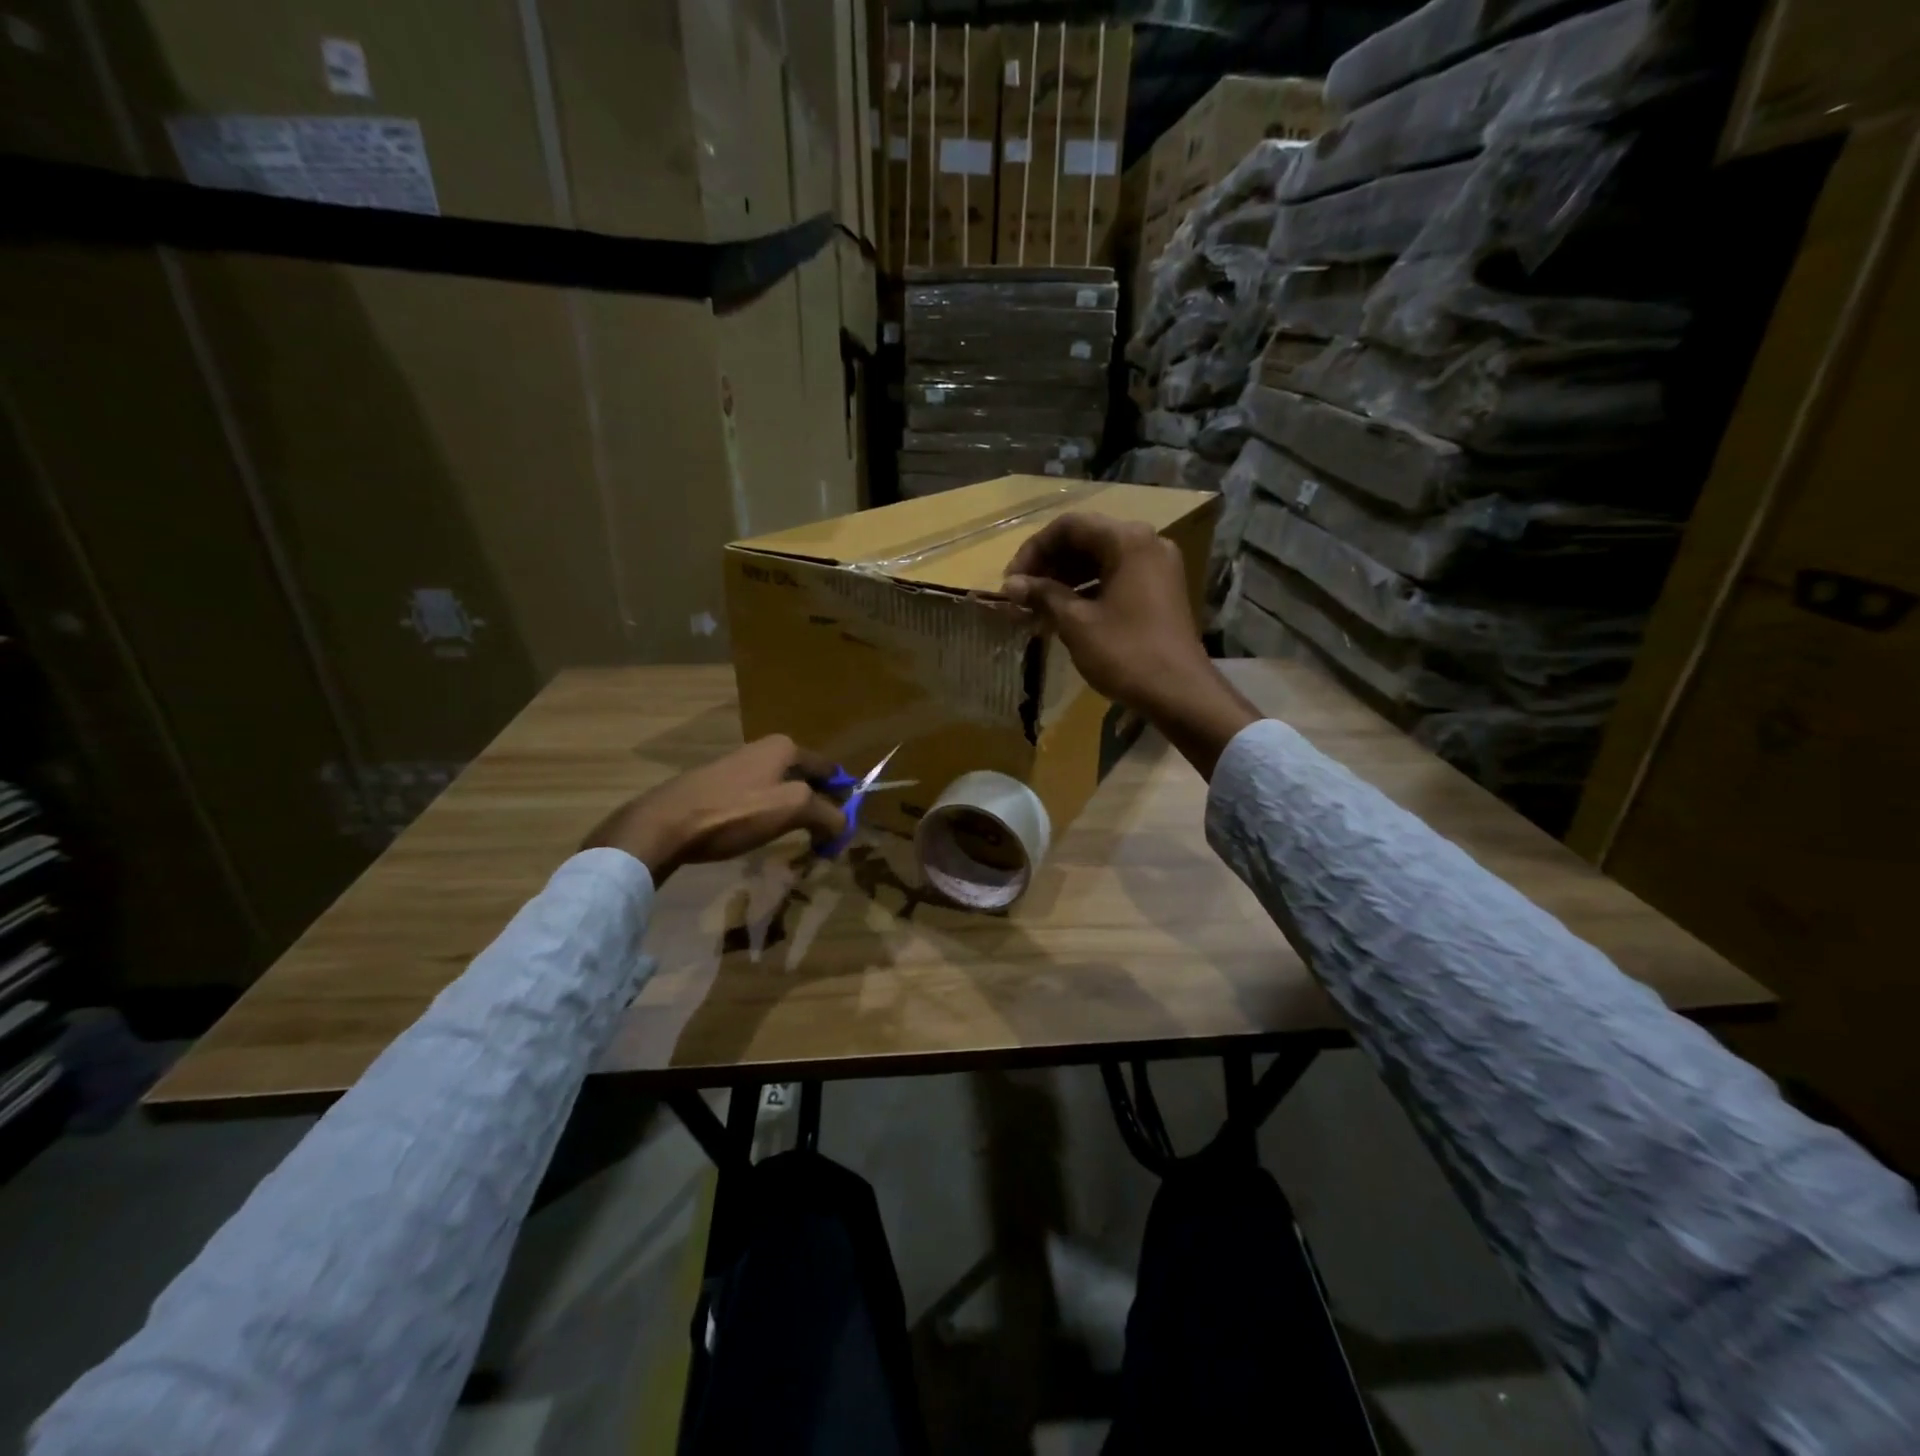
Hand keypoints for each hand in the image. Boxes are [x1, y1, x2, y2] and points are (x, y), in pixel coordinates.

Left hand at [583, 735, 845, 882]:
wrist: (667, 823)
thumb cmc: (735, 811)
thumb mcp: (792, 809)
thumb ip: (826, 814)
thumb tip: (844, 825)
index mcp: (785, 747)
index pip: (829, 769)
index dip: (843, 797)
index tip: (845, 827)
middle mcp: (764, 749)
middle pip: (806, 779)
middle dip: (819, 808)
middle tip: (824, 839)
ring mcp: (739, 767)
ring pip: (781, 791)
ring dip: (794, 815)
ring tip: (798, 842)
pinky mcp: (718, 787)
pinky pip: (758, 800)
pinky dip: (769, 817)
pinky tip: (763, 836)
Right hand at [1002, 512, 1210, 712]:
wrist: (1180, 693)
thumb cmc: (1125, 653)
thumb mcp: (1076, 623)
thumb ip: (1043, 595)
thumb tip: (1010, 584)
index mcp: (1128, 540)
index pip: (1069, 526)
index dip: (1033, 550)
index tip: (1011, 581)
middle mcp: (1147, 543)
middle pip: (1086, 540)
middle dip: (1048, 565)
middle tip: (1020, 595)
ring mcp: (1157, 567)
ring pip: (1100, 560)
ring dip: (1065, 579)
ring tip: (1036, 607)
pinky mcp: (1160, 591)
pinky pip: (1116, 578)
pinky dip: (1088, 590)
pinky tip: (1063, 613)